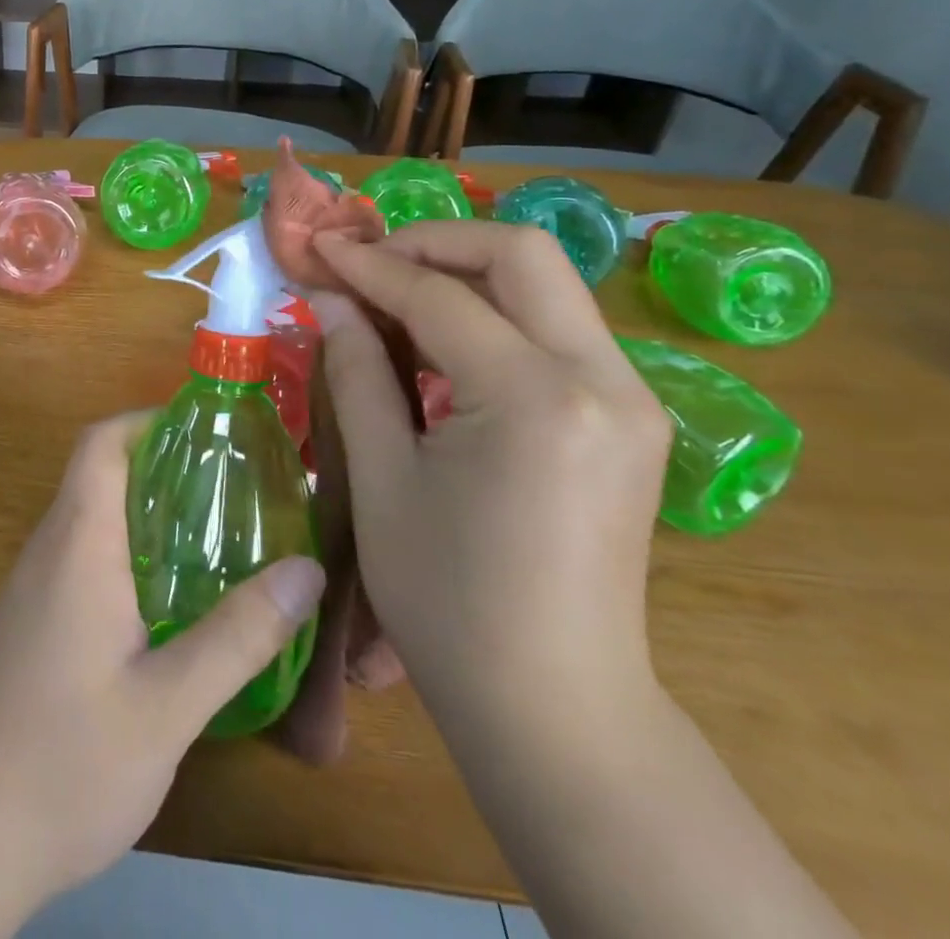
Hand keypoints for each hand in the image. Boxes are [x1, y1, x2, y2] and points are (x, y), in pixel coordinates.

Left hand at [0, 412, 325, 909]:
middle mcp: (50, 548)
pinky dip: (130, 552)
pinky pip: (84, 557)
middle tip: (234, 487)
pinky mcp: (33, 621)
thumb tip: (306, 569)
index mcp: (78, 542)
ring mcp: (35, 585)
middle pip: (101, 474)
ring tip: (218, 534)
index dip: (148, 421)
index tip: (207, 433)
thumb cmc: (65, 760)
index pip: (100, 443)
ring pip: (93, 517)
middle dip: (165, 466)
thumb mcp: (169, 704)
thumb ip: (239, 636)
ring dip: (149, 511)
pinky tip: (173, 600)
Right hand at [308, 221, 671, 739]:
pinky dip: (494, 311)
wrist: (555, 707)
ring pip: (546, 282)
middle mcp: (603, 380)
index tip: (319, 247)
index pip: (440, 296)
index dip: (370, 265)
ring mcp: (630, 397)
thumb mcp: (382, 479)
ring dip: (465, 271)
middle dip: (433, 242)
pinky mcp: (630, 418)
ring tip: (395, 294)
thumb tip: (331, 299)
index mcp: (535, 398)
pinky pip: (557, 327)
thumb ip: (357, 371)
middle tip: (368, 262)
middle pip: (521, 254)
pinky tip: (442, 341)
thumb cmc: (448, 602)